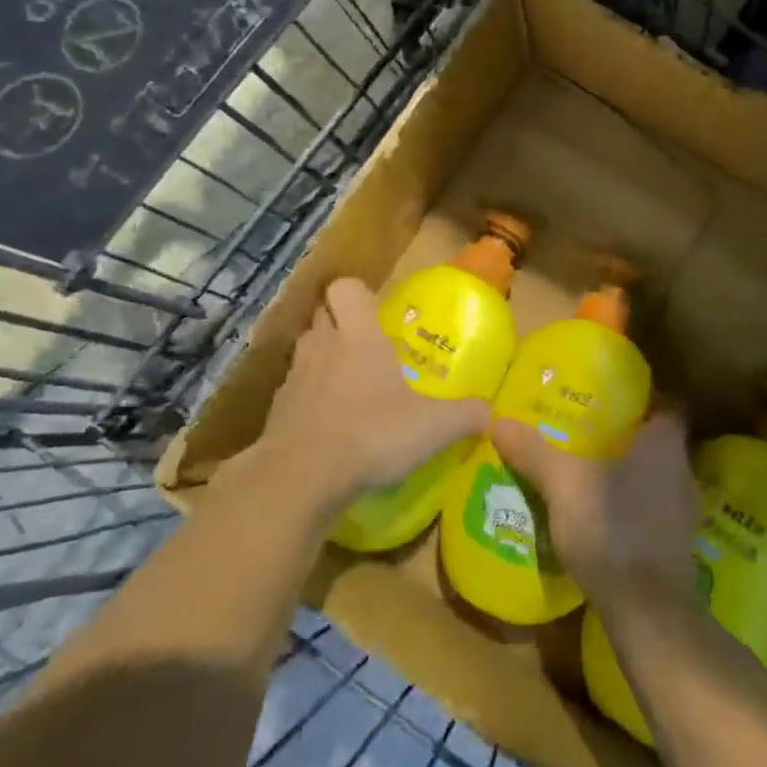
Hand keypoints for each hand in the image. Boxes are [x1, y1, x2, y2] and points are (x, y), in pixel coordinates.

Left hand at [254, 278, 491, 515]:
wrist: (300, 479)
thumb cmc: (372, 434)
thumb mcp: (434, 427)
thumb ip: (465, 415)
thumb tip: (490, 412)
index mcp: (359, 336)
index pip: (346, 287)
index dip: (359, 294)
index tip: (376, 312)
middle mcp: (322, 346)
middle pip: (322, 314)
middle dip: (341, 323)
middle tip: (367, 346)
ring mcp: (294, 377)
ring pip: (306, 350)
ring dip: (323, 359)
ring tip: (348, 385)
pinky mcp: (276, 411)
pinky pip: (294, 390)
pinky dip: (309, 398)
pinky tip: (329, 424)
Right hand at [490, 410, 698, 606]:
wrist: (648, 611)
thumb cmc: (612, 529)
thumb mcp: (563, 485)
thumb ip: (534, 451)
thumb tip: (498, 421)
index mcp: (666, 444)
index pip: (667, 404)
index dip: (642, 397)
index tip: (610, 396)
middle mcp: (683, 471)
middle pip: (657, 440)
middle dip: (626, 434)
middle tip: (587, 430)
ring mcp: (683, 511)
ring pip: (654, 475)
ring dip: (628, 471)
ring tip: (588, 469)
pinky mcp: (676, 543)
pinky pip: (652, 507)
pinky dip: (630, 504)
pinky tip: (601, 513)